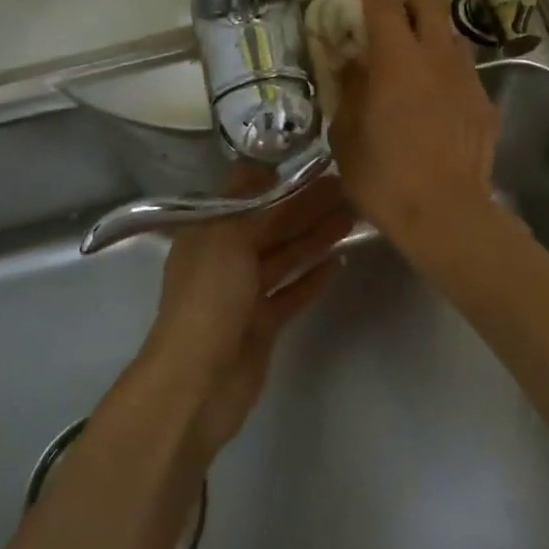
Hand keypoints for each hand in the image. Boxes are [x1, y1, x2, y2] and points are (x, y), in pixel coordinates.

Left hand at [141, 172, 354, 460]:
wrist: (196, 383)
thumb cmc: (208, 300)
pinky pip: (292, 292)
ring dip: (315, 236)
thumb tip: (265, 165)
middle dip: (306, 206)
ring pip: (285, 256)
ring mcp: (244, 293)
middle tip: (347, 188)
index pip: (246, 195)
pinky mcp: (262, 324)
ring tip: (352, 217)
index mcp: (208, 232)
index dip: (279, 179)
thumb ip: (249, 202)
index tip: (314, 164)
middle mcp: (225, 258)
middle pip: (271, 225)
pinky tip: (340, 262)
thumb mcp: (225, 238)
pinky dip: (313, 277)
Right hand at [329, 0, 500, 261]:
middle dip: (408, 8)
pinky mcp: (486, 104)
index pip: (384, 5)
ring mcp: (468, 79)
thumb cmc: (384, 177)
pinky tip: (438, 108)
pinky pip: (465, 74)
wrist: (445, 214)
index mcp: (397, 60)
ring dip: (432, 41)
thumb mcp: (345, 135)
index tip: (357, 9)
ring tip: (416, 71)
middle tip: (390, 33)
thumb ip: (348, 90)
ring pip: (453, 37)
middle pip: (430, 3)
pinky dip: (448, 77)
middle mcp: (437, 57)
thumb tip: (354, 66)